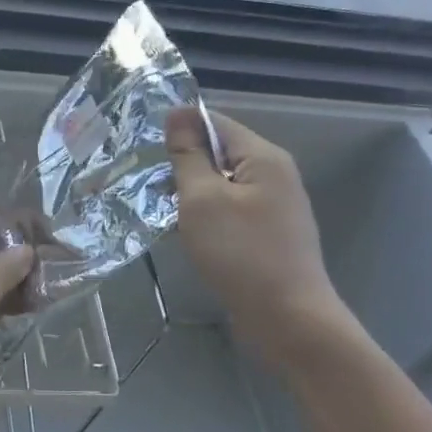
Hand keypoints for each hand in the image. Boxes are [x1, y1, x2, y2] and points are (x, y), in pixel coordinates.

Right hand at [166, 107, 350, 368]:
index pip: (215, 123)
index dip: (179, 130)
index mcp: (264, 157)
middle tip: (145, 184)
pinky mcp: (269, 234)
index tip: (143, 148)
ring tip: (160, 211)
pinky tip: (187, 234)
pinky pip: (231, 211)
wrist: (287, 318)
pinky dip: (207, 216)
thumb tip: (178, 113)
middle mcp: (275, 175)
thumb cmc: (240, 253)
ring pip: (223, 185)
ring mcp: (275, 207)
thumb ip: (188, 156)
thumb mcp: (202, 199)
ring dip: (192, 194)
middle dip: (183, 165)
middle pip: (220, 154)